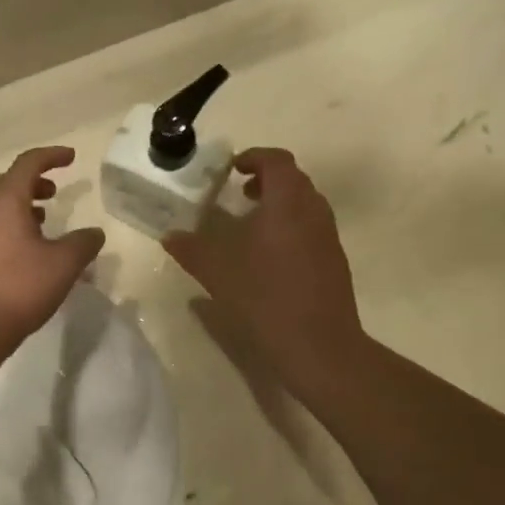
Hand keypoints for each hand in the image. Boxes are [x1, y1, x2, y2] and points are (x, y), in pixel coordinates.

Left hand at [0, 147, 104, 346]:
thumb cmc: (18, 289)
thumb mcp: (63, 265)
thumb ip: (83, 244)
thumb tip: (94, 233)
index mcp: (4, 201)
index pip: (28, 164)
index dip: (51, 156)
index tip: (71, 157)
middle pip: (9, 185)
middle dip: (34, 183)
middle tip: (55, 192)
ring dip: (22, 208)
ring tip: (44, 222)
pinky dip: (11, 229)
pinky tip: (26, 254)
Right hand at [164, 149, 368, 404]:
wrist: (319, 346)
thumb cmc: (265, 299)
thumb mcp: (218, 273)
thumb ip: (192, 249)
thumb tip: (170, 236)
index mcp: (287, 204)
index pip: (277, 161)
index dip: (254, 158)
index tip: (231, 169)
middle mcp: (313, 212)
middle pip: (294, 180)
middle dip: (266, 180)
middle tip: (237, 194)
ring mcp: (328, 237)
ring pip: (305, 205)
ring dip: (278, 205)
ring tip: (250, 225)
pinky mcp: (334, 261)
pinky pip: (311, 228)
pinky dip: (289, 227)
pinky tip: (267, 258)